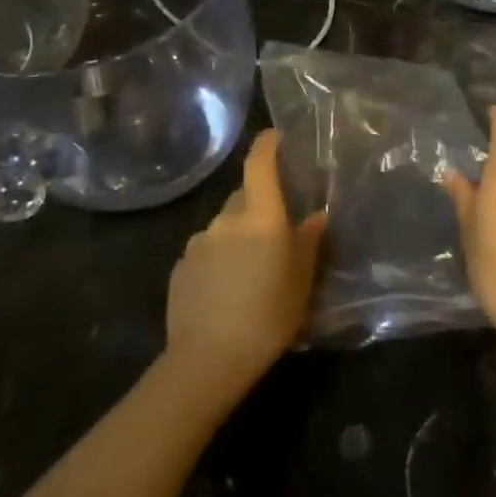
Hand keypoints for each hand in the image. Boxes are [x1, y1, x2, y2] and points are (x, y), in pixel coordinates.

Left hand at [165, 130, 324, 406]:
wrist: (208, 360)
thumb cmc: (269, 316)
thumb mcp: (302, 281)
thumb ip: (308, 242)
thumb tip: (315, 217)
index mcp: (260, 217)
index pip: (259, 164)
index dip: (267, 144)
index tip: (276, 136)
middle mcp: (226, 219)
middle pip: (244, 196)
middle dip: (260, 203)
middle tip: (277, 229)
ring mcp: (198, 242)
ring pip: (225, 225)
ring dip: (239, 234)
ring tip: (252, 268)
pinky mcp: (180, 267)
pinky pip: (207, 250)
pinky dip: (219, 258)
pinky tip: (227, 288)